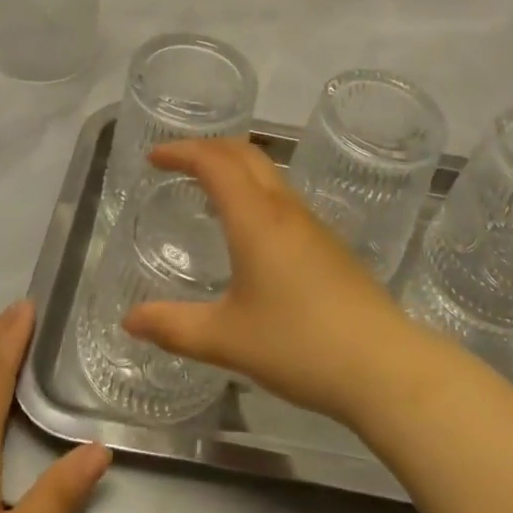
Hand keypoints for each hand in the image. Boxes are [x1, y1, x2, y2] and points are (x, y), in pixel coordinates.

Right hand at [123, 139, 426, 426]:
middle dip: (207, 147)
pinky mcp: (328, 243)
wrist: (383, 364)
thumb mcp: (227, 339)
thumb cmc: (299, 345)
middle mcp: (284, 208)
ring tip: (206, 187)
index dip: (182, 151)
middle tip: (176, 162)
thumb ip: (174, 327)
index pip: (214, 162)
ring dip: (234, 166)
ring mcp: (311, 223)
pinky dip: (253, 189)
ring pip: (268, 172)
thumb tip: (129, 320)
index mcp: (255, 218)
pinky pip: (282, 196)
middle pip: (245, 153)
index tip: (154, 157)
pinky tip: (247, 227)